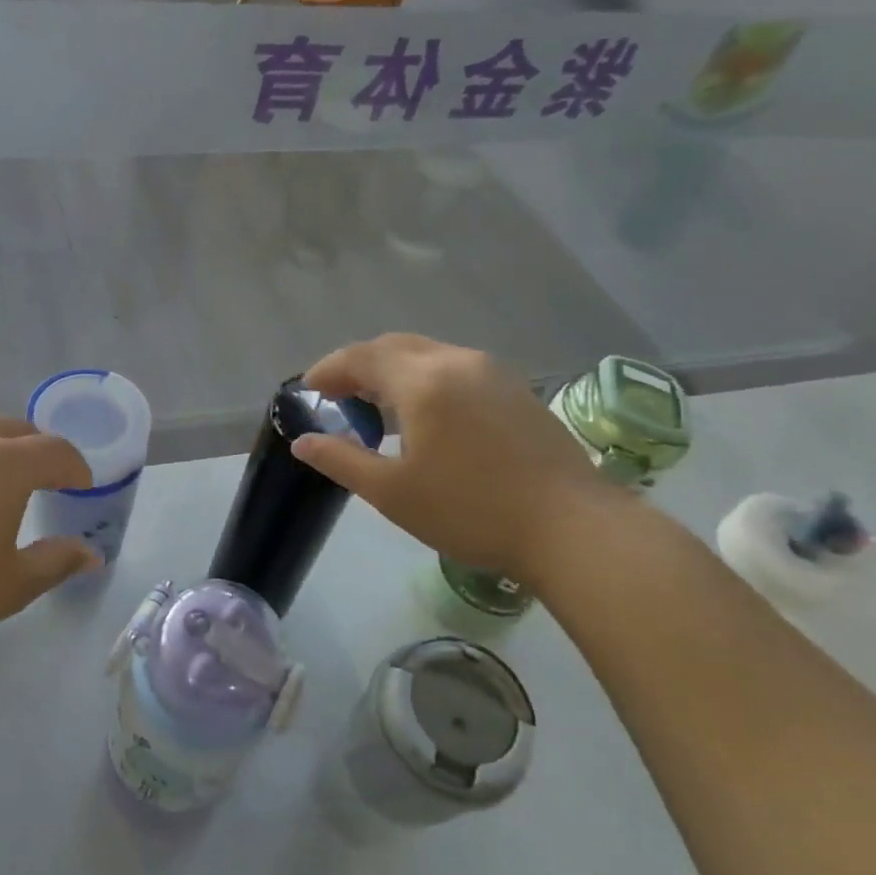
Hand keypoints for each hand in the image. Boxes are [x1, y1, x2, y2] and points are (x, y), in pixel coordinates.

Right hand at [293, 334, 618, 579]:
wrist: (572, 528)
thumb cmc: (471, 510)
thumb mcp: (392, 493)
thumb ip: (341, 460)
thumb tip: (303, 442)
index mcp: (422, 381)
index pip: (361, 357)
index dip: (328, 370)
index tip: (307, 391)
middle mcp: (456, 362)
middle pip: (394, 347)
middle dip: (358, 366)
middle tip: (337, 396)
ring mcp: (493, 372)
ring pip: (428, 354)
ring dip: (393, 371)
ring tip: (376, 406)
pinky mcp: (516, 389)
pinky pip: (455, 368)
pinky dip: (425, 379)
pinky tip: (425, 415)